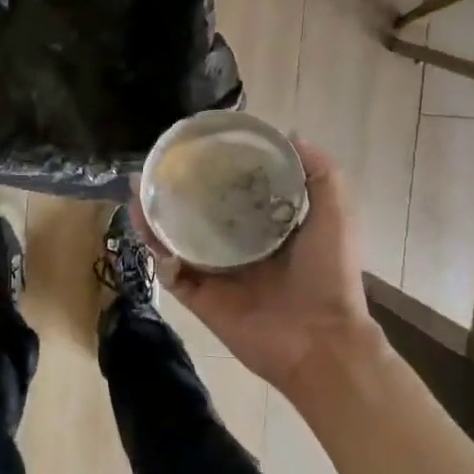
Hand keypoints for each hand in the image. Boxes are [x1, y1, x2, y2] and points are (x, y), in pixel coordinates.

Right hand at [140, 140, 381, 403]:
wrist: (320, 339)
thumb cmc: (329, 274)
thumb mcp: (335, 212)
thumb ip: (319, 172)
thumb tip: (288, 134)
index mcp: (266, 229)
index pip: (232, 194)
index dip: (214, 171)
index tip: (196, 147)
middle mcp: (237, 248)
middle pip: (196, 215)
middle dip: (174, 192)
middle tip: (155, 168)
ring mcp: (215, 275)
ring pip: (174, 241)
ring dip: (154, 218)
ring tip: (137, 191)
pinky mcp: (199, 298)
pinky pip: (171, 273)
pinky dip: (158, 253)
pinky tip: (148, 228)